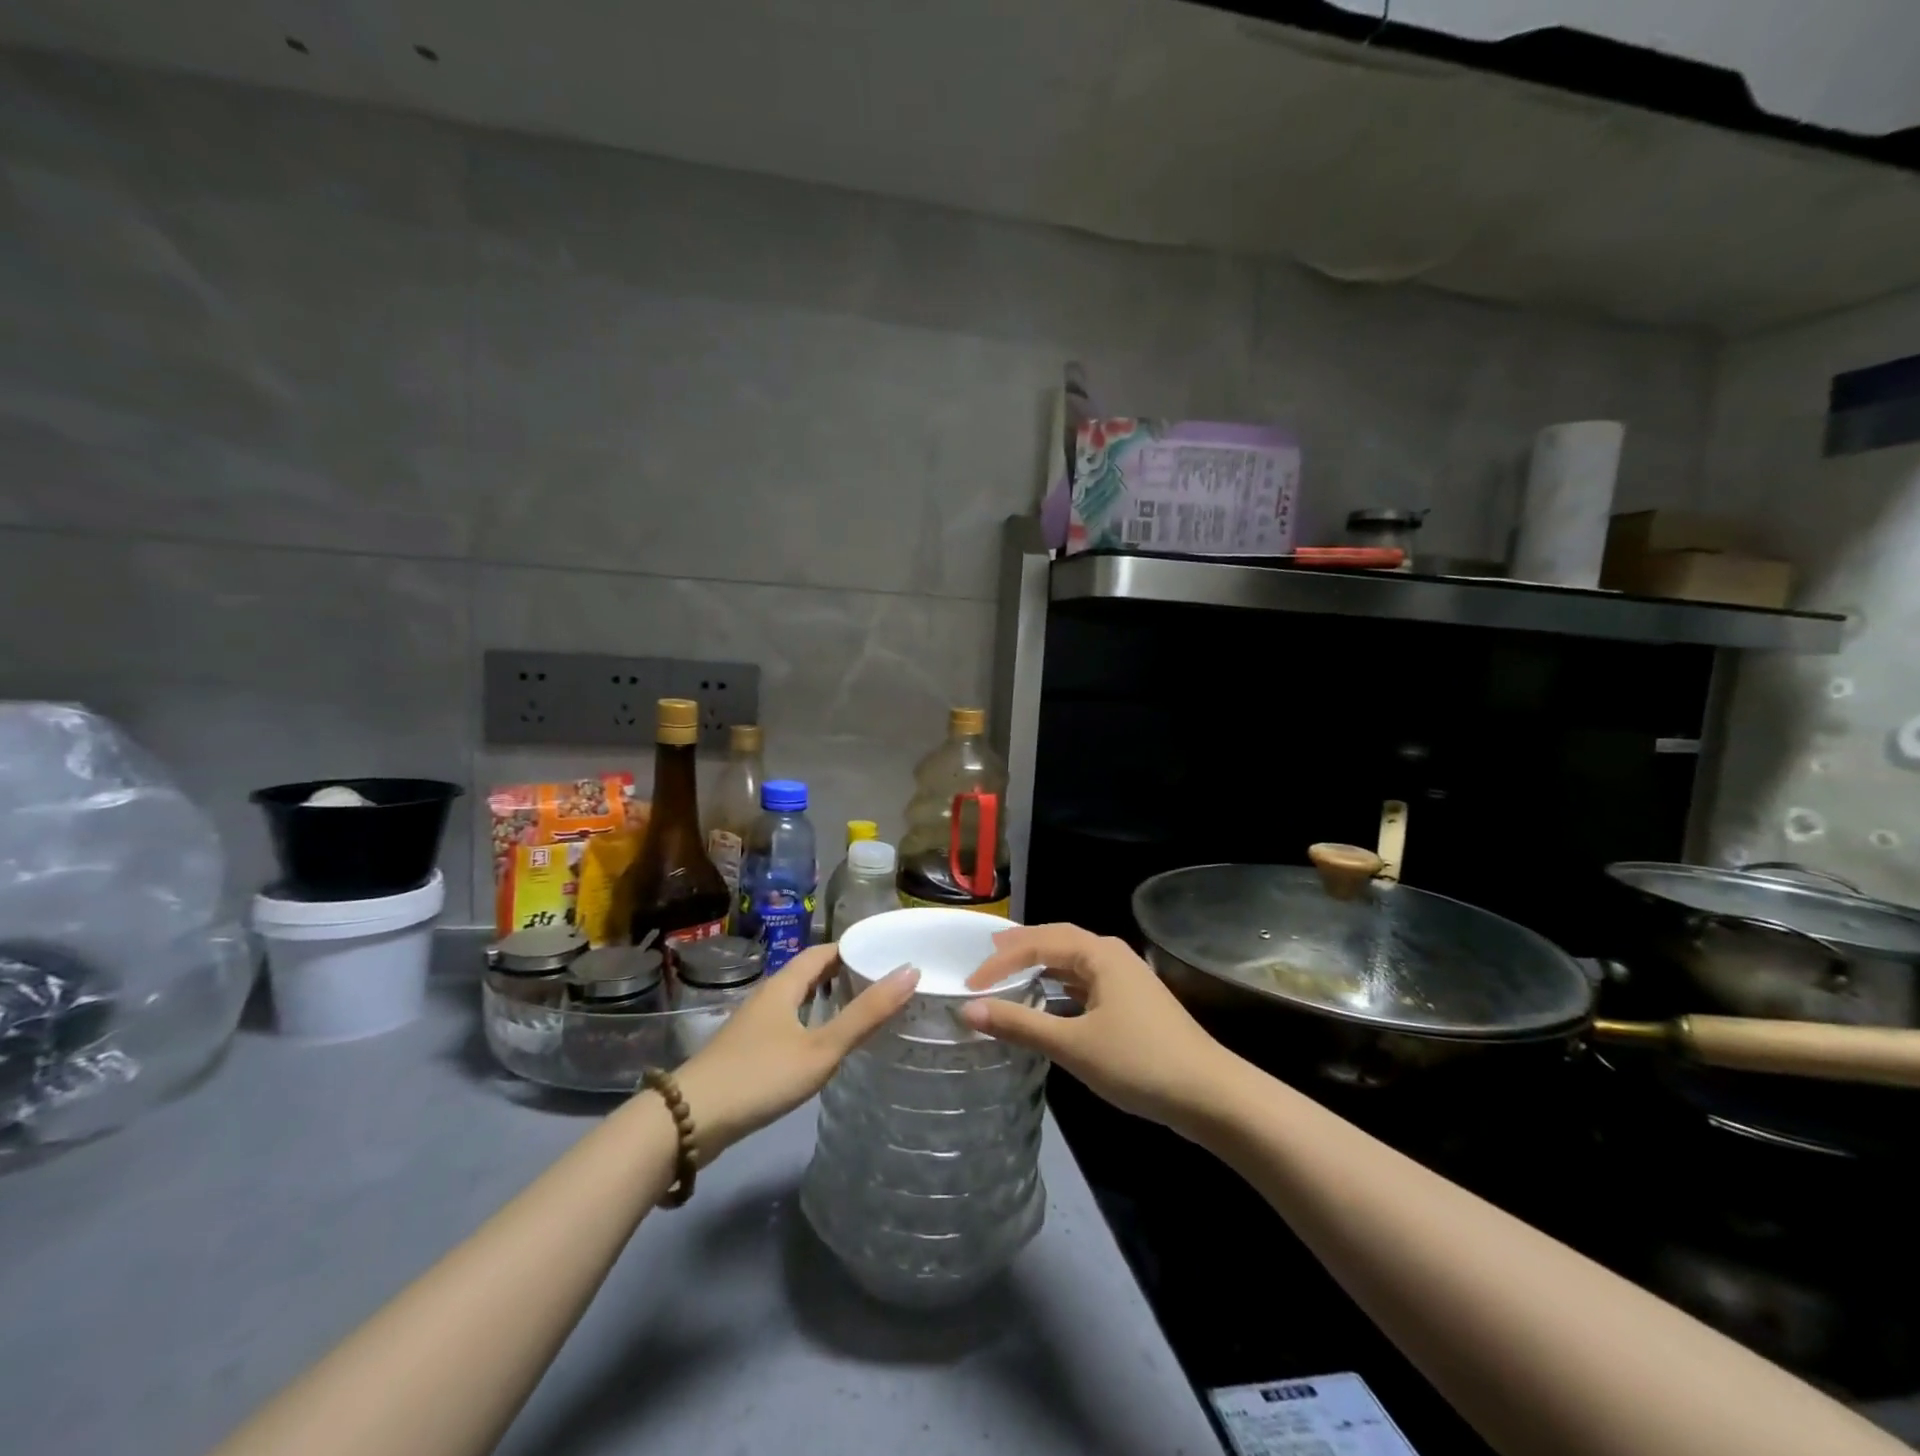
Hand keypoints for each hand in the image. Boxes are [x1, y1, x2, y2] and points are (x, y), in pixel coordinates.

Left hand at [675, 943, 916, 1158]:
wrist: (689, 1121)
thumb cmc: (760, 1076)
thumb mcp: (821, 1047)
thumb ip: (865, 1014)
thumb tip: (910, 971)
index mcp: (784, 985)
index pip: (822, 952)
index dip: (852, 948)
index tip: (884, 954)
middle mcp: (767, 997)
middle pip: (808, 974)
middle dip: (842, 974)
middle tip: (880, 983)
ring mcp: (753, 1025)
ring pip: (796, 1001)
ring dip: (825, 1000)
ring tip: (860, 1012)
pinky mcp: (745, 1052)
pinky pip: (786, 1024)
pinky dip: (810, 1024)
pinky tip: (822, 1047)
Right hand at [961, 924, 1237, 1134]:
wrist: (1209, 1095)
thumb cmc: (1138, 1062)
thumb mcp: (1072, 1045)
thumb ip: (1019, 1024)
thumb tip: (968, 1009)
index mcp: (1098, 952)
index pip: (1037, 944)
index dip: (1000, 962)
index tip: (969, 985)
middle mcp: (1111, 954)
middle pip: (1056, 940)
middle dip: (1020, 948)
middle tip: (985, 956)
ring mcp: (1125, 976)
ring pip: (1072, 960)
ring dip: (1040, 965)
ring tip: (1008, 972)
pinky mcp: (1131, 1000)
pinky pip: (1084, 980)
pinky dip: (1058, 984)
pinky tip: (1047, 999)